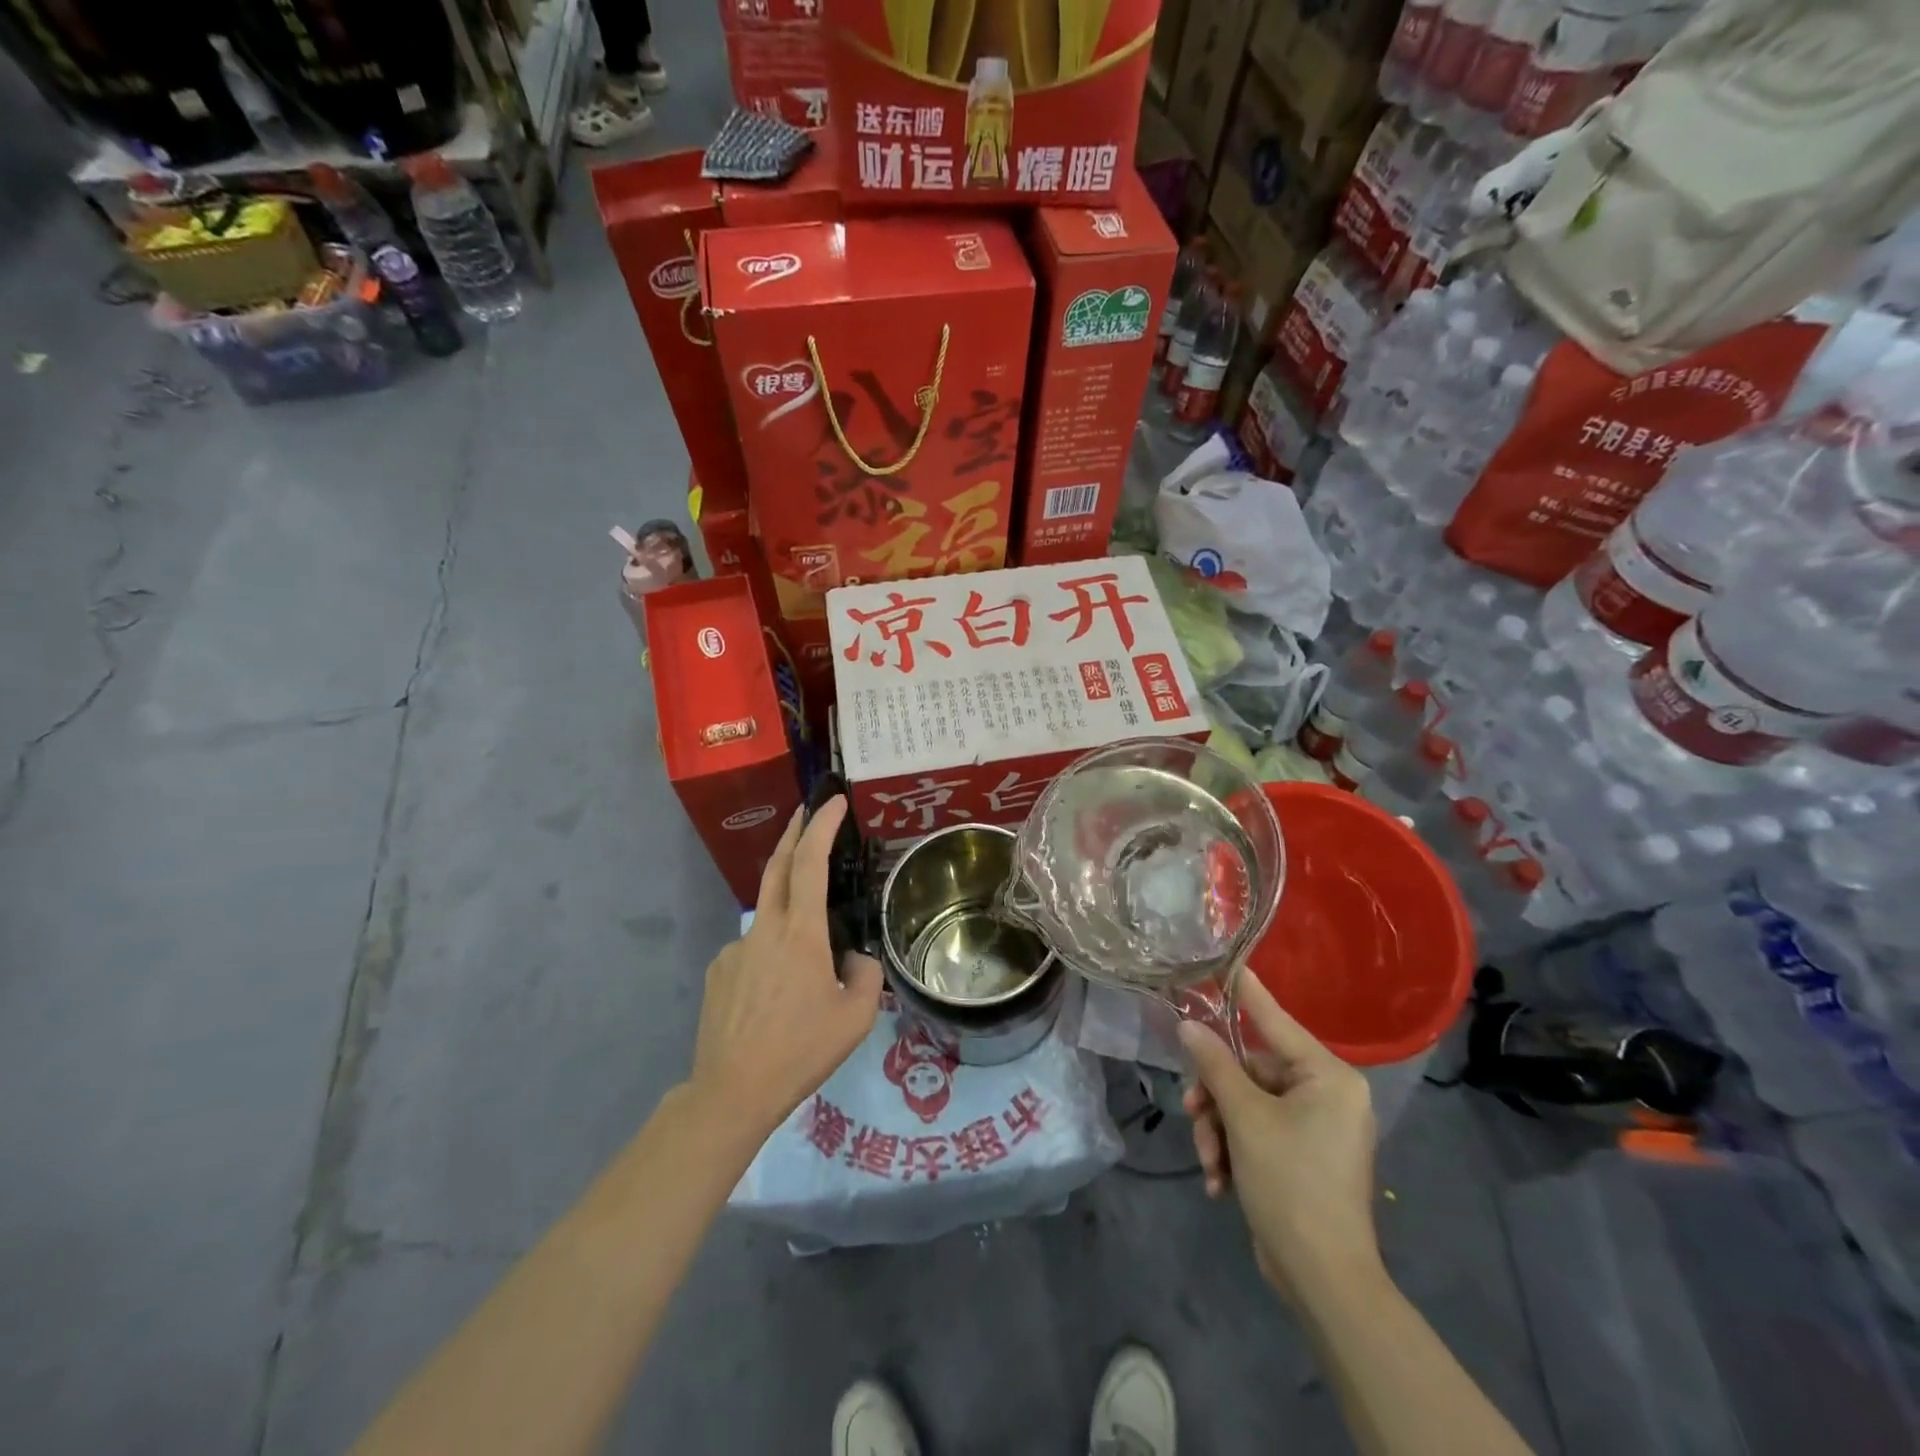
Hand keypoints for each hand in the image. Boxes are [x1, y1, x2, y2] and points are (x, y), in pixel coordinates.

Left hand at [688, 797, 883, 1141]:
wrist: (731, 1091)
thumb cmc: (800, 1050)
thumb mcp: (855, 1017)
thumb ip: (864, 974)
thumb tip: (851, 958)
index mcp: (799, 933)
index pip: (810, 863)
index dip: (821, 826)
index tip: (832, 802)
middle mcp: (764, 929)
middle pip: (778, 865)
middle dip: (794, 831)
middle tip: (807, 811)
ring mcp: (735, 949)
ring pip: (768, 915)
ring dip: (789, 909)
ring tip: (809, 960)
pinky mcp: (718, 971)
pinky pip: (753, 950)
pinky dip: (771, 954)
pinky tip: (777, 994)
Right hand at [1179, 977, 1380, 1304]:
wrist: (1323, 1279)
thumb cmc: (1291, 1183)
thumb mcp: (1244, 1118)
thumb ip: (1214, 1064)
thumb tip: (1188, 1025)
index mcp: (1327, 1075)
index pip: (1273, 1018)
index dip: (1243, 991)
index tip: (1220, 960)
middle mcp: (1326, 1093)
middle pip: (1251, 1069)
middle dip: (1217, 1096)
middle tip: (1191, 1111)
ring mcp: (1316, 1126)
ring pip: (1247, 1103)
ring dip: (1220, 1129)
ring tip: (1208, 1160)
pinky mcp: (1302, 1154)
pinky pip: (1257, 1131)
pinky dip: (1234, 1150)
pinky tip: (1219, 1181)